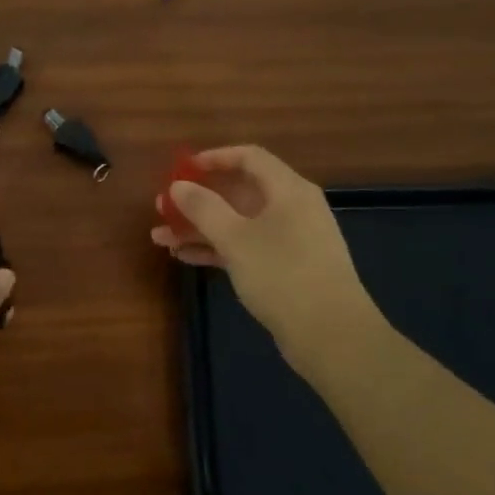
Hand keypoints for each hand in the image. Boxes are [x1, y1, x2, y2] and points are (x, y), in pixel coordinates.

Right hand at [150, 145, 388, 352]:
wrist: (332, 336)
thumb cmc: (283, 274)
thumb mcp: (235, 238)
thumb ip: (203, 208)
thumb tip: (178, 186)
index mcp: (288, 190)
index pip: (249, 157)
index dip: (213, 158)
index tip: (181, 169)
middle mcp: (292, 208)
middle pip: (239, 192)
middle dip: (198, 199)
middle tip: (163, 208)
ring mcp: (290, 240)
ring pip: (238, 223)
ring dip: (200, 228)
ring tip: (161, 238)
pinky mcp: (286, 269)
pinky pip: (245, 247)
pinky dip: (217, 249)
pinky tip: (185, 257)